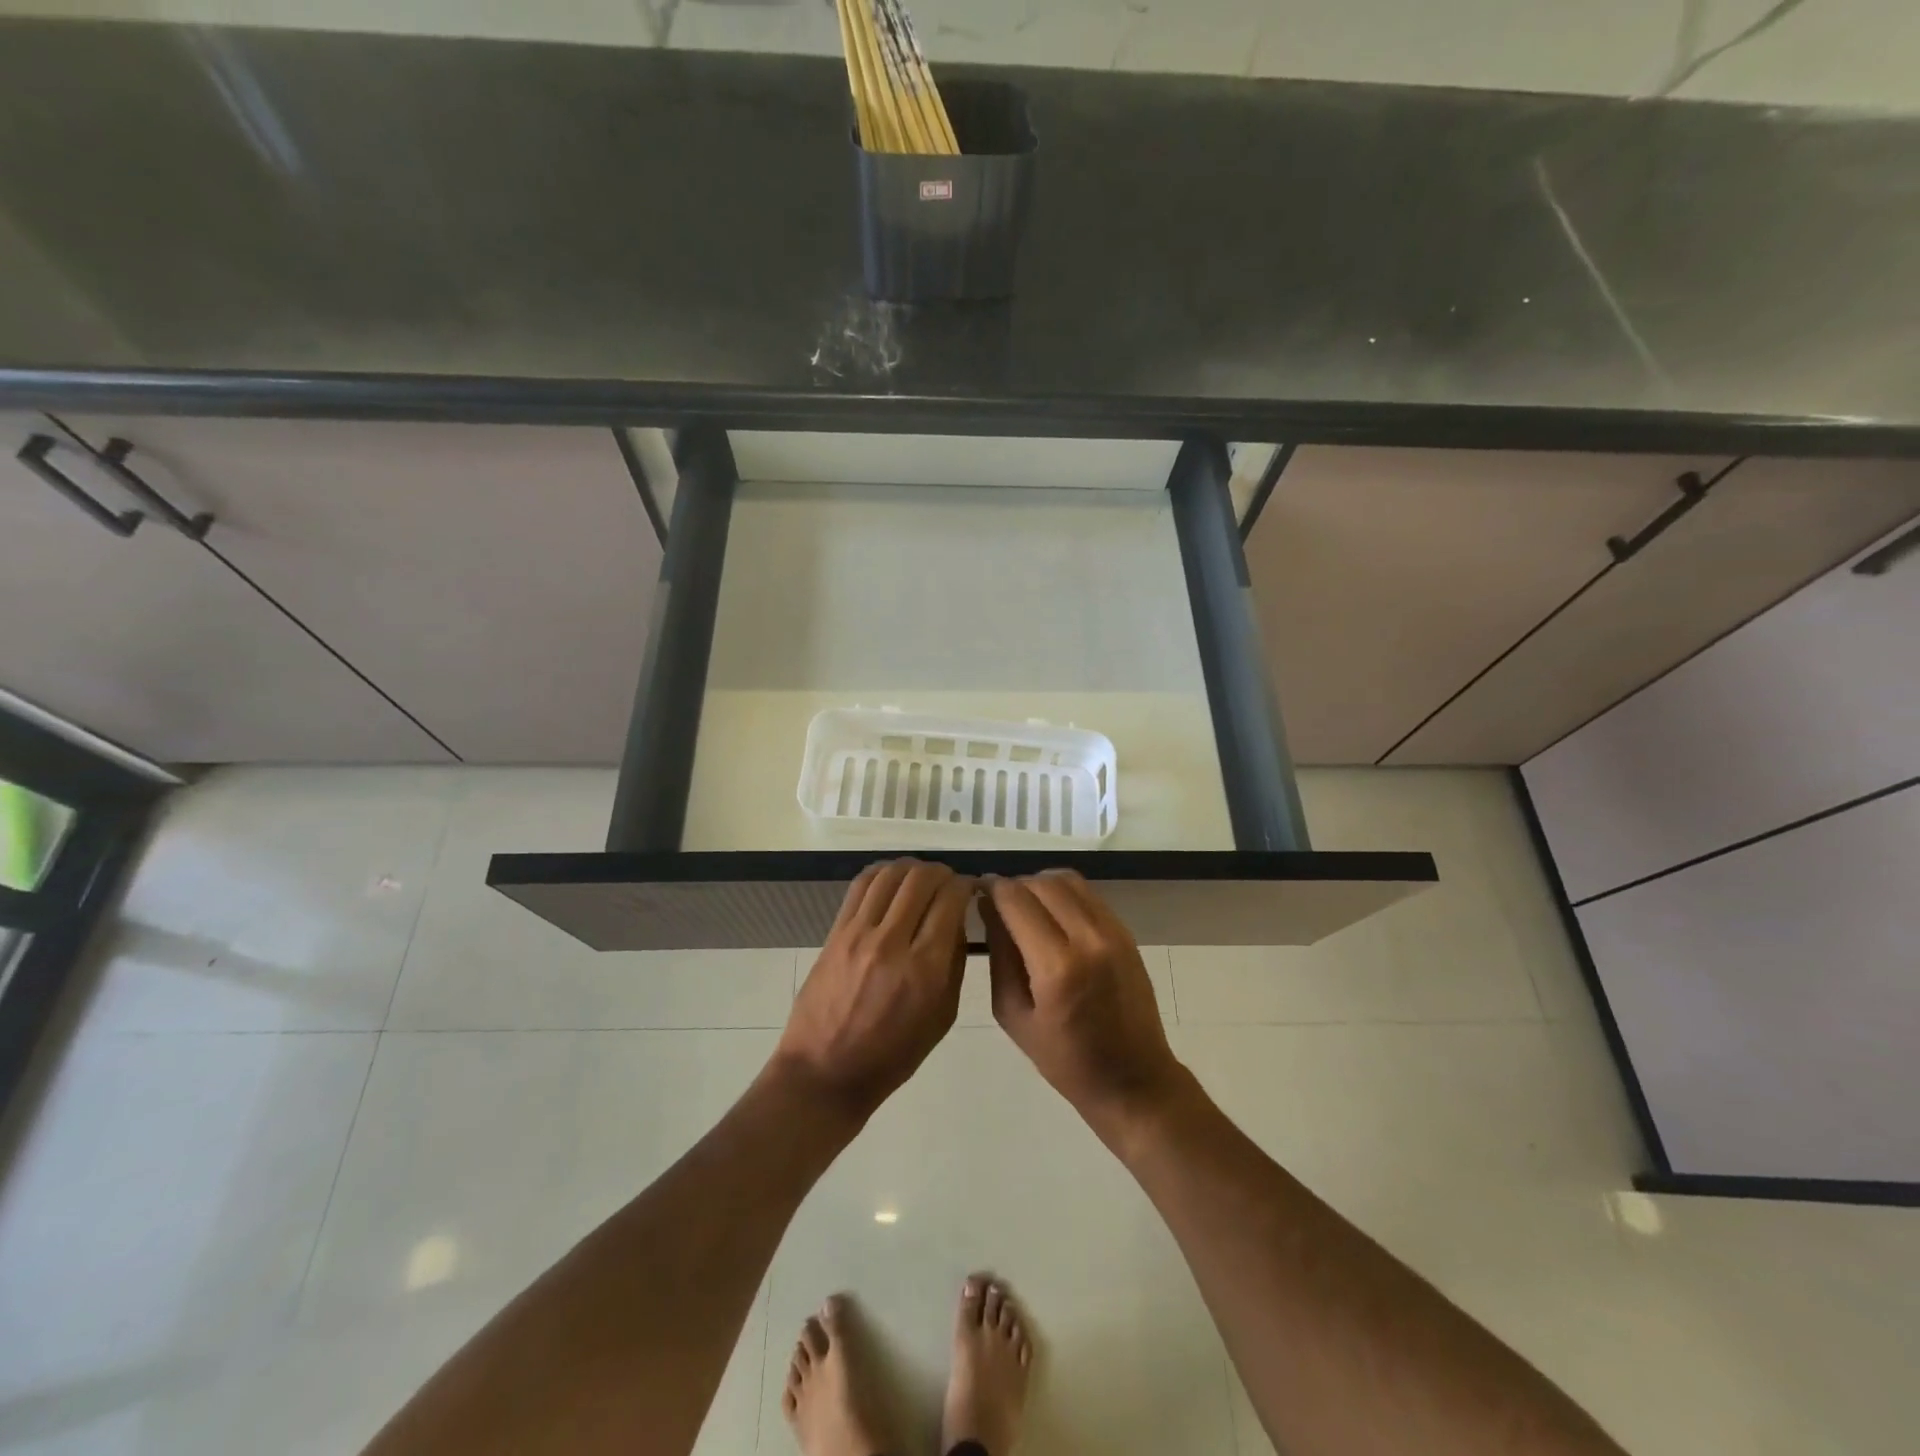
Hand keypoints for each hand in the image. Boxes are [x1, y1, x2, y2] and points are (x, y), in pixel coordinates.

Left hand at [772, 859, 971, 1120]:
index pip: (951, 899)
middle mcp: (892, 942)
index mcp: (925, 968)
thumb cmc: (893, 1055)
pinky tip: (893, 881)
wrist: (825, 1072)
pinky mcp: (836, 932)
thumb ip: (954, 963)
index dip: (967, 885)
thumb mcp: (942, 1017)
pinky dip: (883, 873)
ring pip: (891, 874)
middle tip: (949, 884)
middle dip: (943, 873)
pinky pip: (862, 885)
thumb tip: (959, 919)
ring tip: (922, 880)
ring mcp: (859, 934)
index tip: (972, 890)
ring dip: (913, 869)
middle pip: (921, 878)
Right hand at [983, 871, 1188, 1138]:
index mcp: (1056, 966)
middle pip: (1040, 883)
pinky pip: (1088, 894)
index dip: (991, 888)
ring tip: (1025, 905)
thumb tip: (986, 907)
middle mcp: (1087, 939)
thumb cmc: (1065, 1059)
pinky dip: (1063, 892)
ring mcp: (1111, 931)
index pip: (1015, 900)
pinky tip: (1052, 913)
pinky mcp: (1125, 932)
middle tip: (997, 903)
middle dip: (1013, 886)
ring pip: (1066, 880)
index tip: (976, 891)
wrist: (1133, 1079)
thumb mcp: (1013, 1015)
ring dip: (1039, 884)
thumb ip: (999, 955)